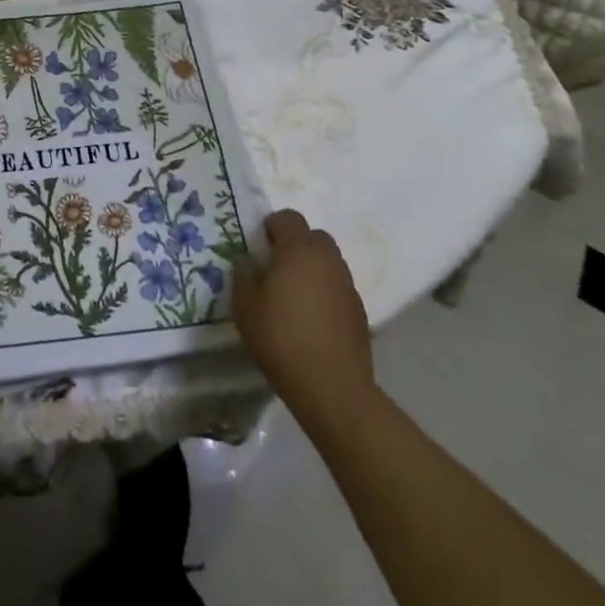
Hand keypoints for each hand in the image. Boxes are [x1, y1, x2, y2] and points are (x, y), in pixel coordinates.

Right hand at [234, 209, 374, 420]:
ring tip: (296, 295)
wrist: (332, 388)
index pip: (289, 217)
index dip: (273, 225)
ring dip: (314, 269)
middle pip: (315, 236)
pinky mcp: (360, 313)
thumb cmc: (281, 338)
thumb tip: (248, 263)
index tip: (261, 244)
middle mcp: (328, 260)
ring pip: (330, 263)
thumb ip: (243, 276)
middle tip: (278, 266)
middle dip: (297, 244)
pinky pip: (340, 289)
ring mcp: (348, 286)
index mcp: (298, 250)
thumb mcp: (245, 307)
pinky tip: (314, 319)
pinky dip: (327, 293)